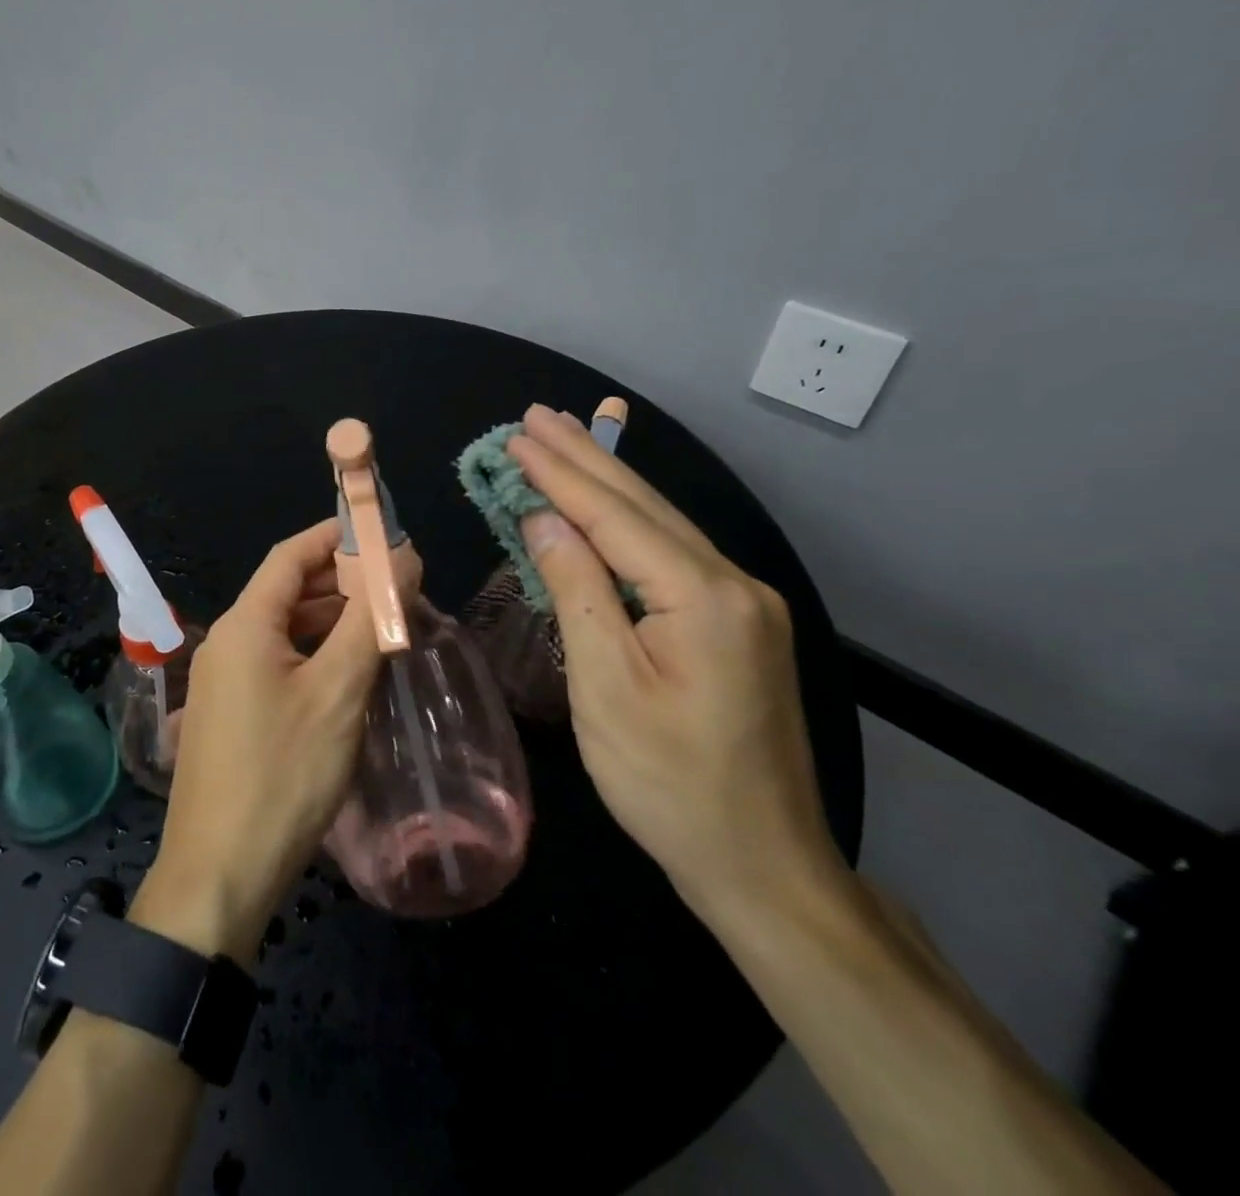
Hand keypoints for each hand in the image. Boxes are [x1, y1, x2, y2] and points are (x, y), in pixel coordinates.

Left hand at [132, 520, 379, 963]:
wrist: (220, 874)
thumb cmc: (283, 774)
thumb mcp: (338, 692)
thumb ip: (370, 619)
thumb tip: (402, 557)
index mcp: (244, 624)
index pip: (290, 556)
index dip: (334, 535)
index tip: (383, 533)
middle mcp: (226, 642)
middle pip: (287, 592)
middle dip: (341, 583)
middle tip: (397, 587)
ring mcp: (224, 681)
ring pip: (284, 631)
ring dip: (331, 623)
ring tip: (384, 628)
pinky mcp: (231, 715)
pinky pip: (276, 665)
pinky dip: (314, 656)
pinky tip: (350, 674)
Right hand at [506, 405, 844, 919]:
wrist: (760, 863)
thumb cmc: (669, 782)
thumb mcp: (606, 687)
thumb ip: (577, 591)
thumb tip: (544, 519)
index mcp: (702, 596)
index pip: (615, 516)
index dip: (560, 474)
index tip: (517, 436)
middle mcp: (733, 583)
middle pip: (644, 506)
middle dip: (585, 458)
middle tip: (538, 416)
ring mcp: (742, 603)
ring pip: (661, 525)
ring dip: (606, 481)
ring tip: (565, 440)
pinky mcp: (737, 624)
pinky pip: (671, 555)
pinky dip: (627, 522)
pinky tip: (607, 504)